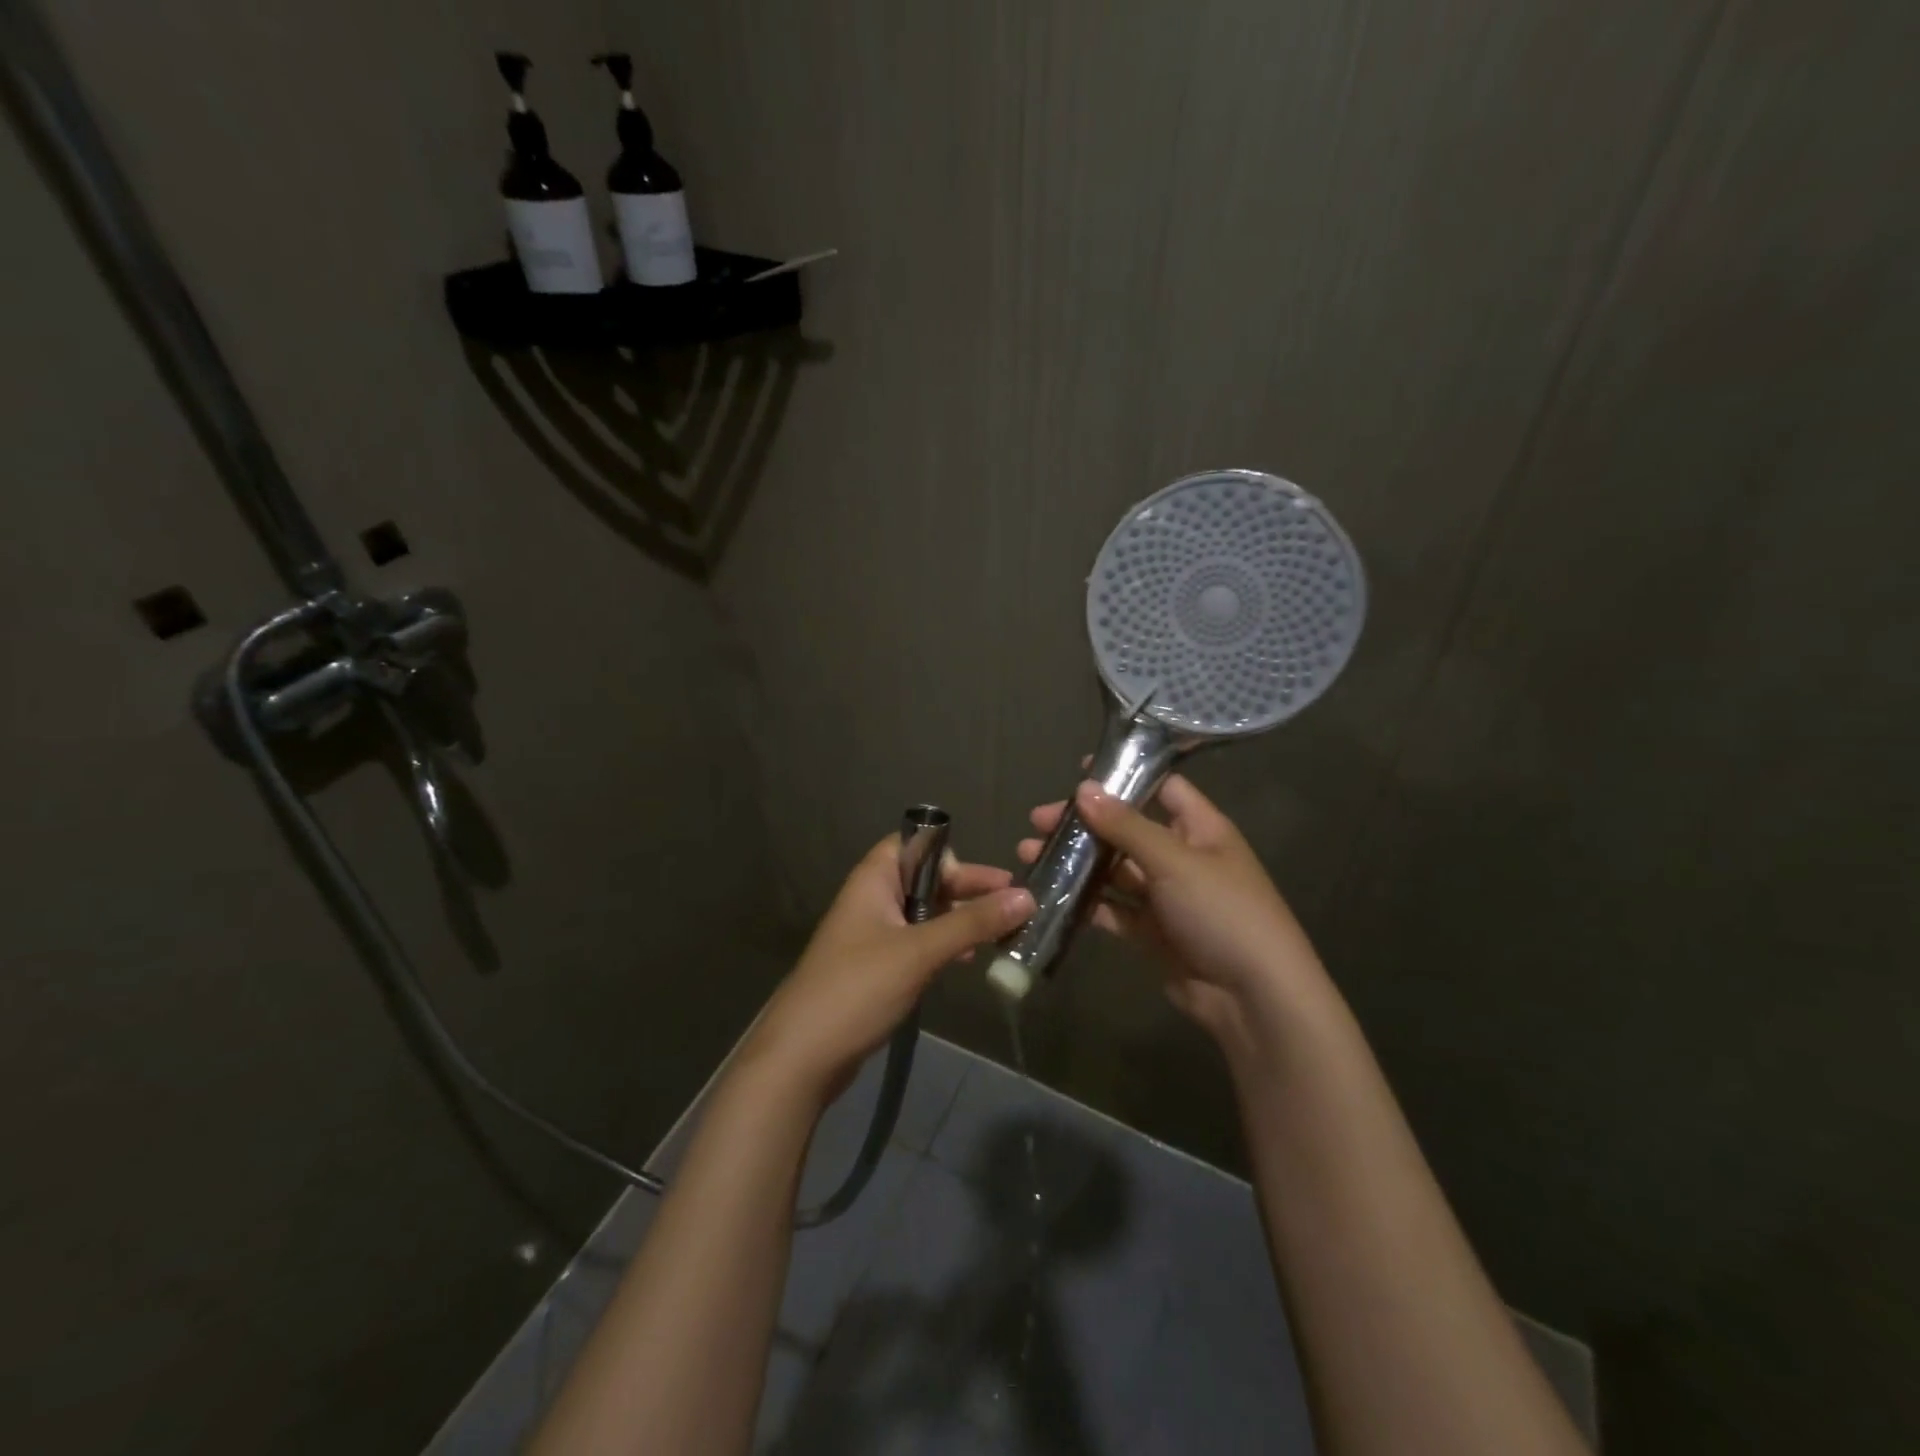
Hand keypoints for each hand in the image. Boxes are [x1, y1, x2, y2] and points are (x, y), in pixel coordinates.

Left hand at [742, 838, 1033, 1102]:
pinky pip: (920, 943)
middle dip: (969, 890)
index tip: (988, 881)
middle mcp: (874, 898)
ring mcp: (875, 934)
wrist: (803, 1056)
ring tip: (1004, 935)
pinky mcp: (880, 967)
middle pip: (928, 878)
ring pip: (927, 913)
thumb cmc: (858, 988)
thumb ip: (973, 923)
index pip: (916, 843)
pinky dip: (947, 945)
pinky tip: (970, 960)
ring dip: (963, 920)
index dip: (952, 856)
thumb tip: (1028, 896)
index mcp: (874, 879)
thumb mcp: (920, 952)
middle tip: (1015, 906)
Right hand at [1018, 777, 1325, 1052]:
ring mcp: (1164, 895)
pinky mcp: (1149, 930)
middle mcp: (1181, 856)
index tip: (1077, 774)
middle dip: (1084, 824)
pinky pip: (1111, 908)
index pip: (1160, 786)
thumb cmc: (1222, 912)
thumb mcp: (1175, 861)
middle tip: (1038, 822)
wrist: (1253, 997)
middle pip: (1125, 829)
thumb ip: (1126, 826)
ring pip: (1113, 869)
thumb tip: (1083, 788)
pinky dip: (1083, 901)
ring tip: (1030, 854)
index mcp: (1199, 828)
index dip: (1123, 776)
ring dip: (1076, 861)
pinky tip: (1049, 894)